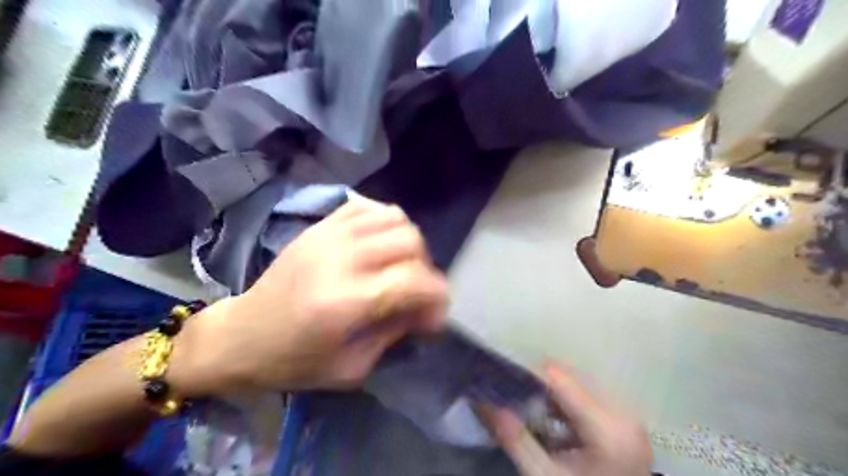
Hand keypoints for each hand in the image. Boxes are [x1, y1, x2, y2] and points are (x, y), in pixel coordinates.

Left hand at [173, 195, 448, 396]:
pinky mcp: (319, 226)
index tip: (435, 315)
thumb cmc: (295, 362)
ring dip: (408, 243)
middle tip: (415, 290)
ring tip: (399, 265)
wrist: (241, 336)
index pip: (415, 281)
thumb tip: (426, 308)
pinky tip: (379, 243)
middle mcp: (341, 259)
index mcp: (347, 301)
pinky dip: (384, 221)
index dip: (437, 297)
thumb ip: (395, 331)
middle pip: (409, 241)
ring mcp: (329, 235)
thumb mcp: (352, 367)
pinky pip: (367, 207)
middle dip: (425, 268)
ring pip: (394, 218)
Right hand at [480, 365, 650, 474]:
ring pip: (578, 382)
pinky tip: (552, 420)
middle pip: (570, 375)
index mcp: (608, 429)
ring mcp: (628, 417)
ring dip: (551, 390)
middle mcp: (624, 414)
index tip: (502, 380)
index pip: (559, 378)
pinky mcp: (626, 422)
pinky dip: (566, 401)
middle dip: (538, 382)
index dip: (527, 374)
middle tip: (512, 395)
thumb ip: (515, 439)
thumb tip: (485, 402)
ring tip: (529, 407)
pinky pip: (590, 396)